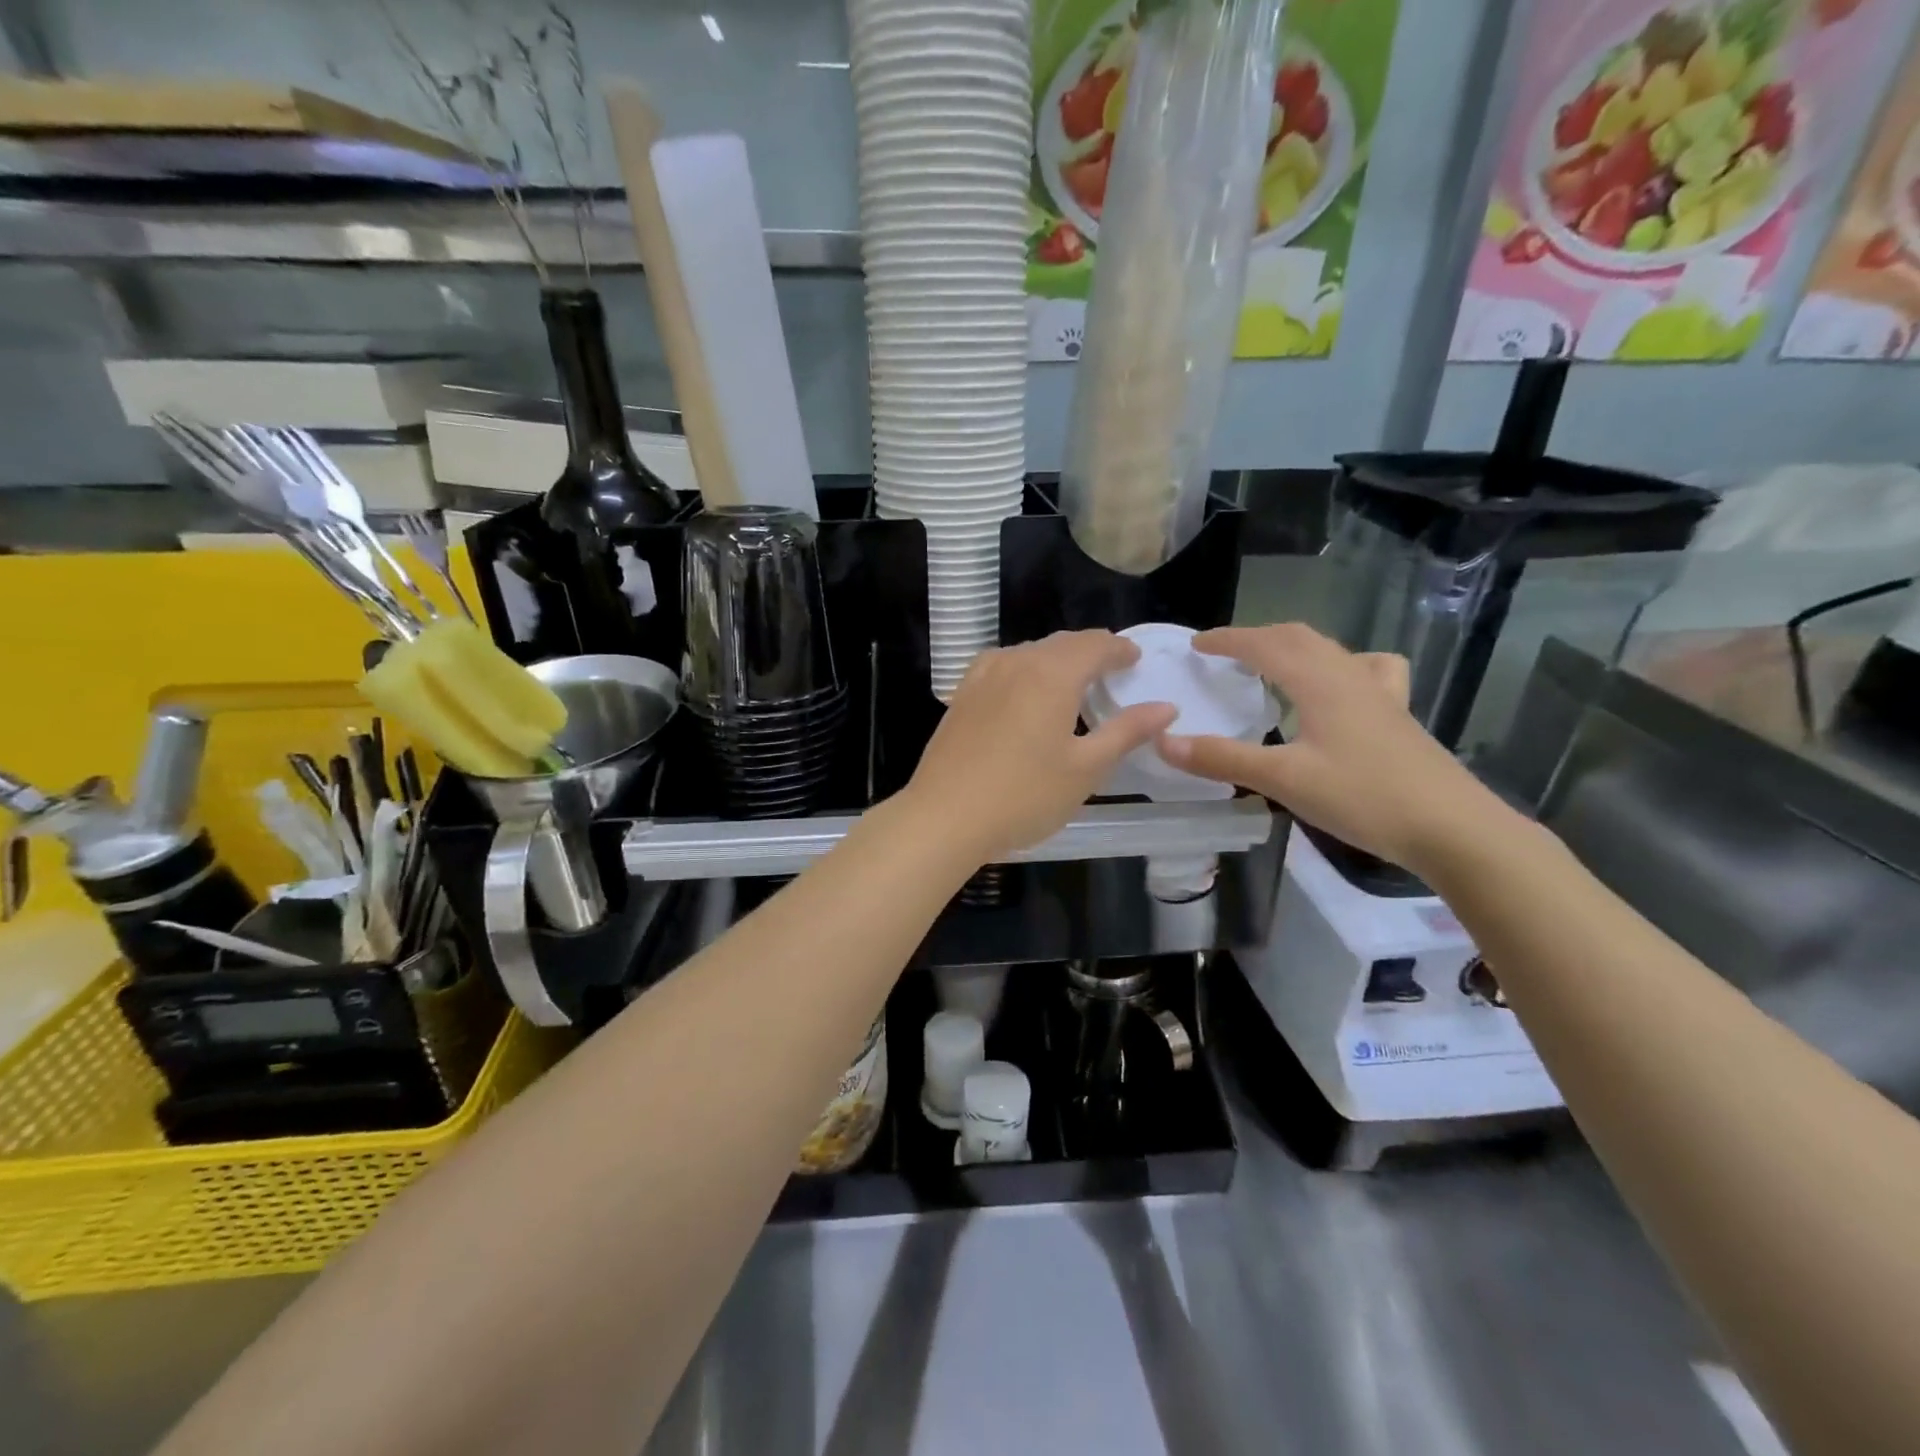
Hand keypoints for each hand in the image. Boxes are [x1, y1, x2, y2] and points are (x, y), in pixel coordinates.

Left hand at [905, 630, 1177, 860]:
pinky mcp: (961, 696)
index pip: (1094, 645)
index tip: (1135, 659)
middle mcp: (1016, 662)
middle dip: (1090, 651)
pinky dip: (1024, 670)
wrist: (944, 817)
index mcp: (1051, 673)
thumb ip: (1126, 732)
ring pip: (1028, 653)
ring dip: (1056, 659)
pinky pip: (1002, 666)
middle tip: (1111, 669)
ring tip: (1073, 681)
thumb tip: (1165, 707)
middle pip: (1061, 644)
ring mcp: (982, 677)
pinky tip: (1024, 692)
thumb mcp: (1086, 768)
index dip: (1119, 649)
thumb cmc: (1024, 796)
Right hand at [1156, 624, 1492, 871]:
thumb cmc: (1364, 797)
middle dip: (1257, 637)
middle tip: (1224, 653)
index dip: (1227, 640)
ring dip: (1294, 647)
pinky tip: (1339, 690)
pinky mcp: (1397, 716)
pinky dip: (1338, 667)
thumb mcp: (1284, 780)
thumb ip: (1222, 759)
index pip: (1265, 645)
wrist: (1453, 828)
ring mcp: (1380, 695)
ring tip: (1272, 664)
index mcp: (1319, 682)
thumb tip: (1164, 742)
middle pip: (1299, 638)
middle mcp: (1350, 676)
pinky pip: (1366, 672)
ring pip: (1331, 651)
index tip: (1196, 645)